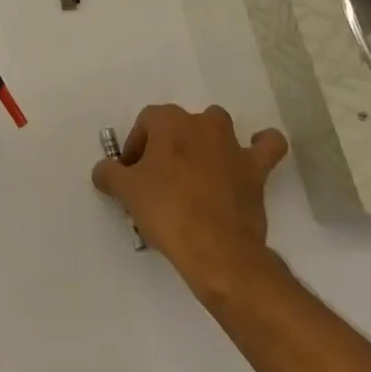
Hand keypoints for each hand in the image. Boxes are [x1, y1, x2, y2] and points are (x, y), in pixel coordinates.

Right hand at [92, 104, 288, 294]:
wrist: (216, 251)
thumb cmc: (167, 212)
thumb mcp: (126, 192)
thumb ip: (109, 173)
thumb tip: (103, 170)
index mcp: (169, 121)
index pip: (145, 123)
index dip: (136, 147)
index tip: (132, 177)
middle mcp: (201, 123)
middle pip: (179, 124)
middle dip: (168, 146)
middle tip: (159, 180)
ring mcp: (232, 144)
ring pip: (218, 127)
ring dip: (208, 141)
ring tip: (198, 170)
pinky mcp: (256, 169)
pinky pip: (267, 146)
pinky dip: (262, 145)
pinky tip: (253, 154)